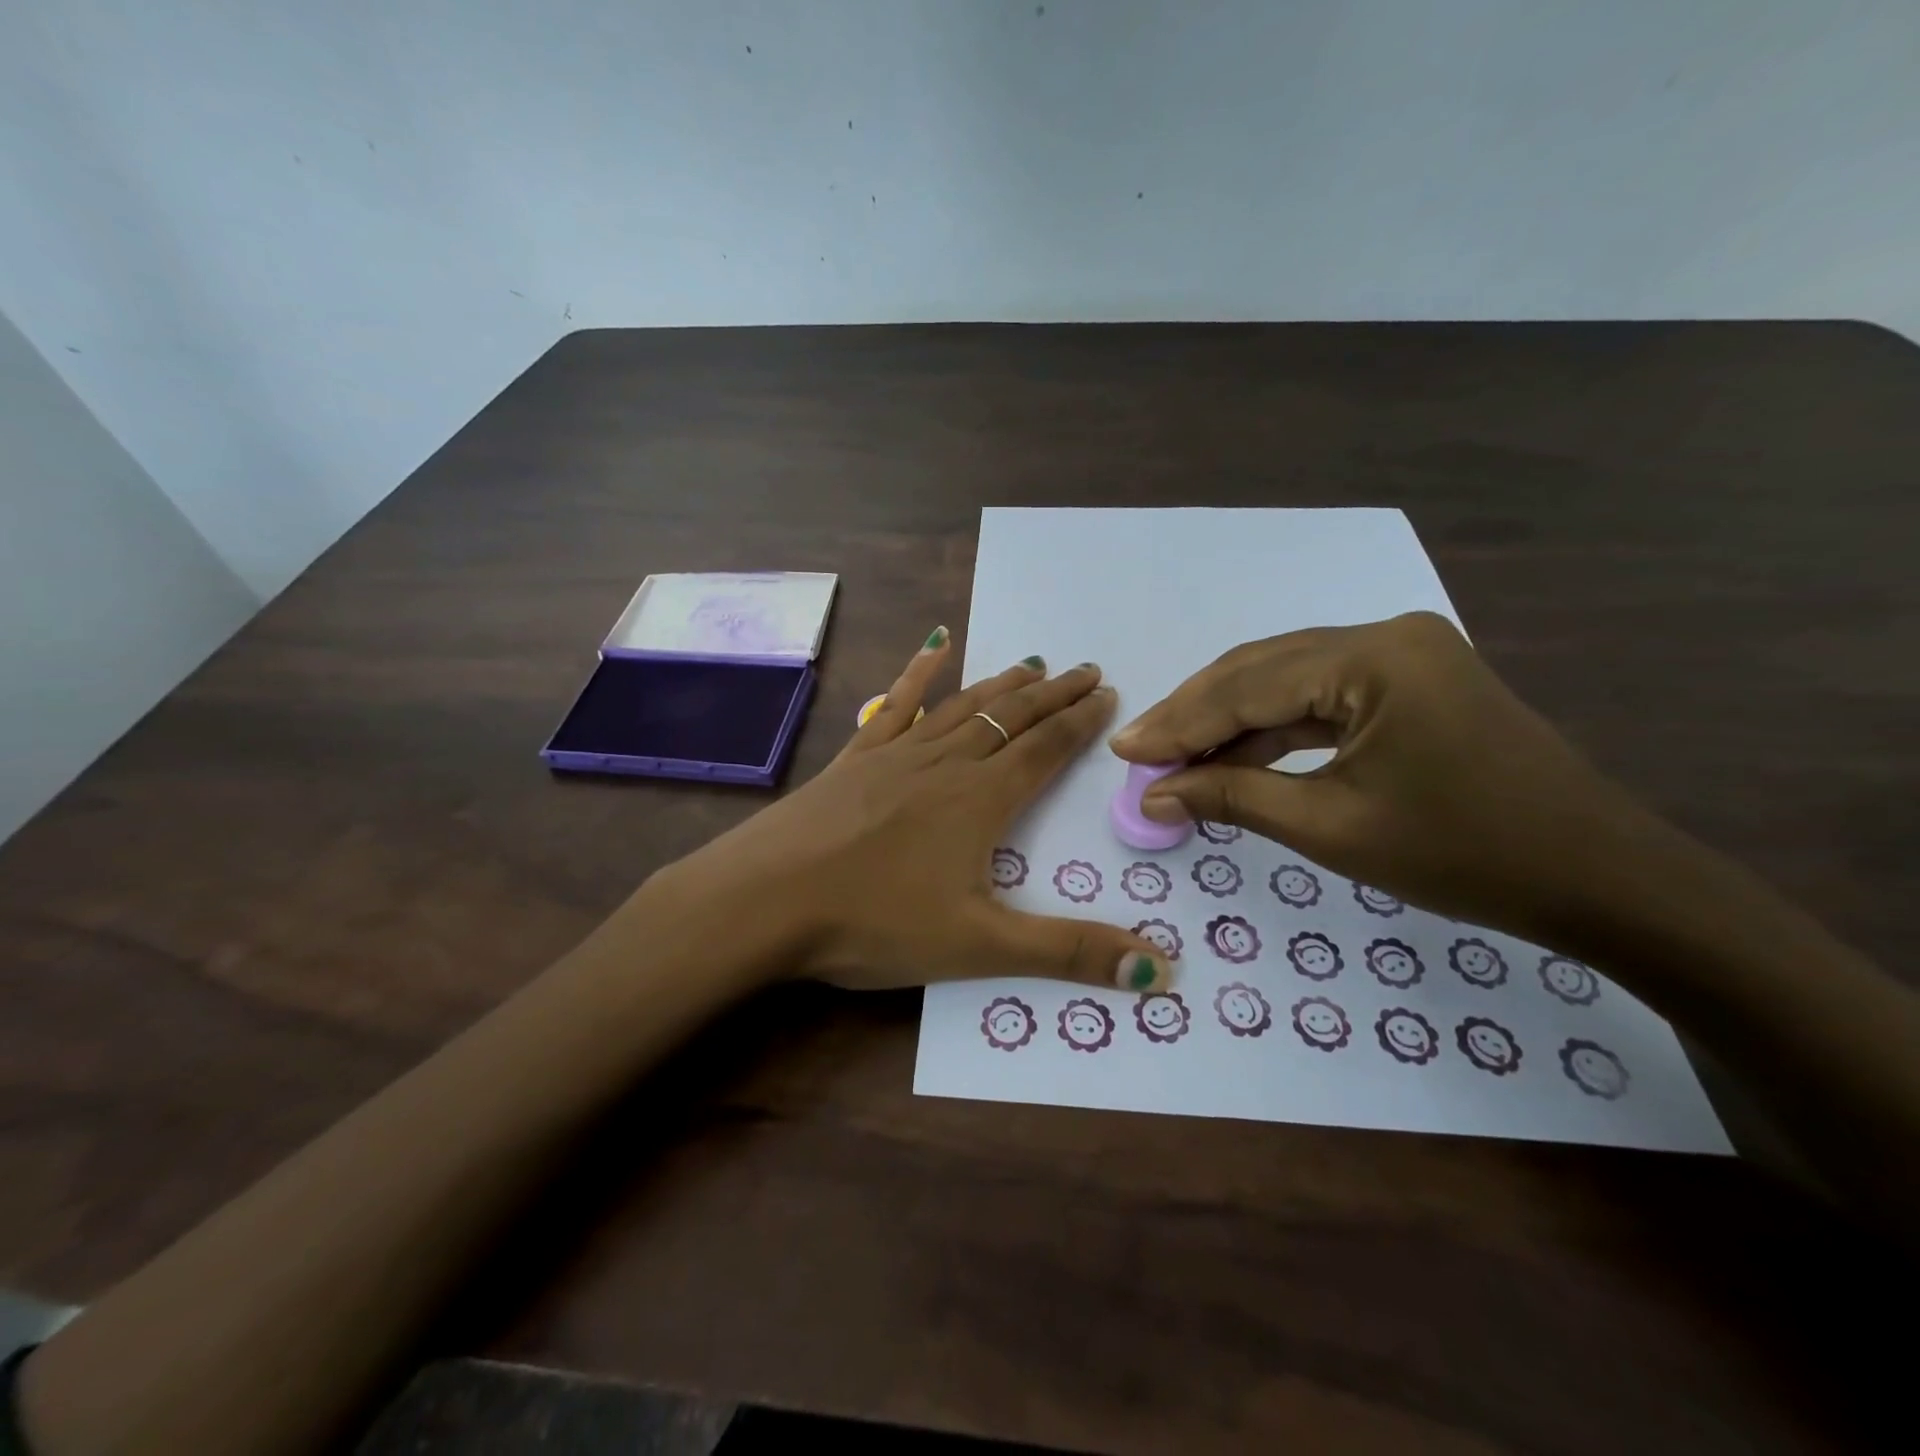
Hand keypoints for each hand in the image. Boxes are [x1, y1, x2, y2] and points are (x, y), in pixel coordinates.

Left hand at [652, 629, 1172, 995]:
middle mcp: (945, 764)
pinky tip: (935, 646)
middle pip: (1010, 718)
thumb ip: (1068, 952)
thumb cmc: (873, 923)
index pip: (1045, 749)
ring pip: (963, 707)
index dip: (1079, 721)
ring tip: (1031, 663)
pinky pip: (896, 706)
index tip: (1107, 694)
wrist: (765, 899)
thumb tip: (1161, 970)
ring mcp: (896, 755)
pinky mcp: (855, 759)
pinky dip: (919, 675)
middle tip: (1085, 669)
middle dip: (1052, 694)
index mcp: (980, 801)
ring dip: (1002, 685)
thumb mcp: (979, 947)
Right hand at [1109, 612, 1654, 945]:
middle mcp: (1386, 636)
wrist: (1601, 879)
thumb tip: (1153, 796)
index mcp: (1374, 658)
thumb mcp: (1332, 828)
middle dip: (1195, 714)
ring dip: (1229, 718)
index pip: (1247, 686)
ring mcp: (1403, 653)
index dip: (1178, 723)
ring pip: (1286, 678)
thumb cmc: (1465, 856)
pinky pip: (1321, 693)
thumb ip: (1233, 798)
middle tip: (1140, 752)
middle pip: (1260, 669)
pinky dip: (1273, 724)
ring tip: (1174, 755)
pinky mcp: (1411, 678)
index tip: (1123, 751)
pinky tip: (1233, 750)